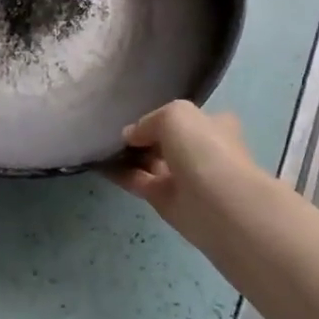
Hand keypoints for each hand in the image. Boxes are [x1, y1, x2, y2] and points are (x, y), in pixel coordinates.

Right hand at [110, 102, 260, 220]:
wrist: (218, 204)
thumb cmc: (203, 149)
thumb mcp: (175, 114)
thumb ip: (150, 120)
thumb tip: (131, 135)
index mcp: (214, 126)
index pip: (188, 118)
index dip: (165, 116)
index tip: (138, 113)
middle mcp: (201, 151)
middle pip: (167, 141)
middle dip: (144, 137)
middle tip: (115, 129)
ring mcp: (183, 178)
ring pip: (151, 162)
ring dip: (129, 155)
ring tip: (102, 143)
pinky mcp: (165, 201)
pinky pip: (138, 182)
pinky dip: (120, 174)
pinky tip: (100, 163)